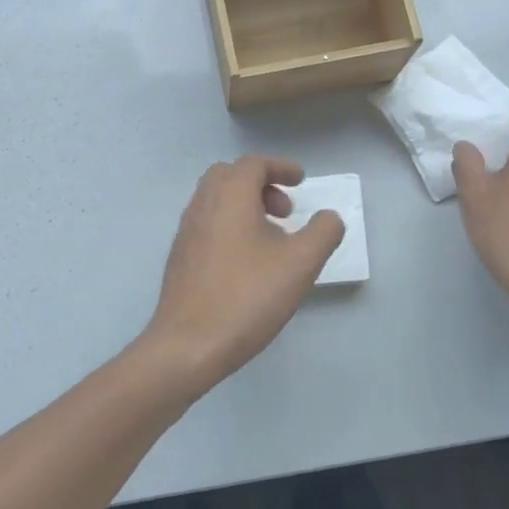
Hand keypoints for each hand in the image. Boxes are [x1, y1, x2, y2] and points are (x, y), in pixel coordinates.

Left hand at [140, 156, 343, 394]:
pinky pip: (207, 224)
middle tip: (285, 211)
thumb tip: (329, 218)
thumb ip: (323, 233)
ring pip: (216, 200)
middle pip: (229, 175)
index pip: (253, 164)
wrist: (188, 345)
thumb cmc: (247, 297)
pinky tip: (247, 261)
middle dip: (261, 184)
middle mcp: (203, 205)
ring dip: (245, 205)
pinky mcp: (180, 257)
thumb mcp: (300, 264)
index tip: (301, 181)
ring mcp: (186, 232)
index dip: (281, 167)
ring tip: (272, 238)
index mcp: (229, 196)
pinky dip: (230, 224)